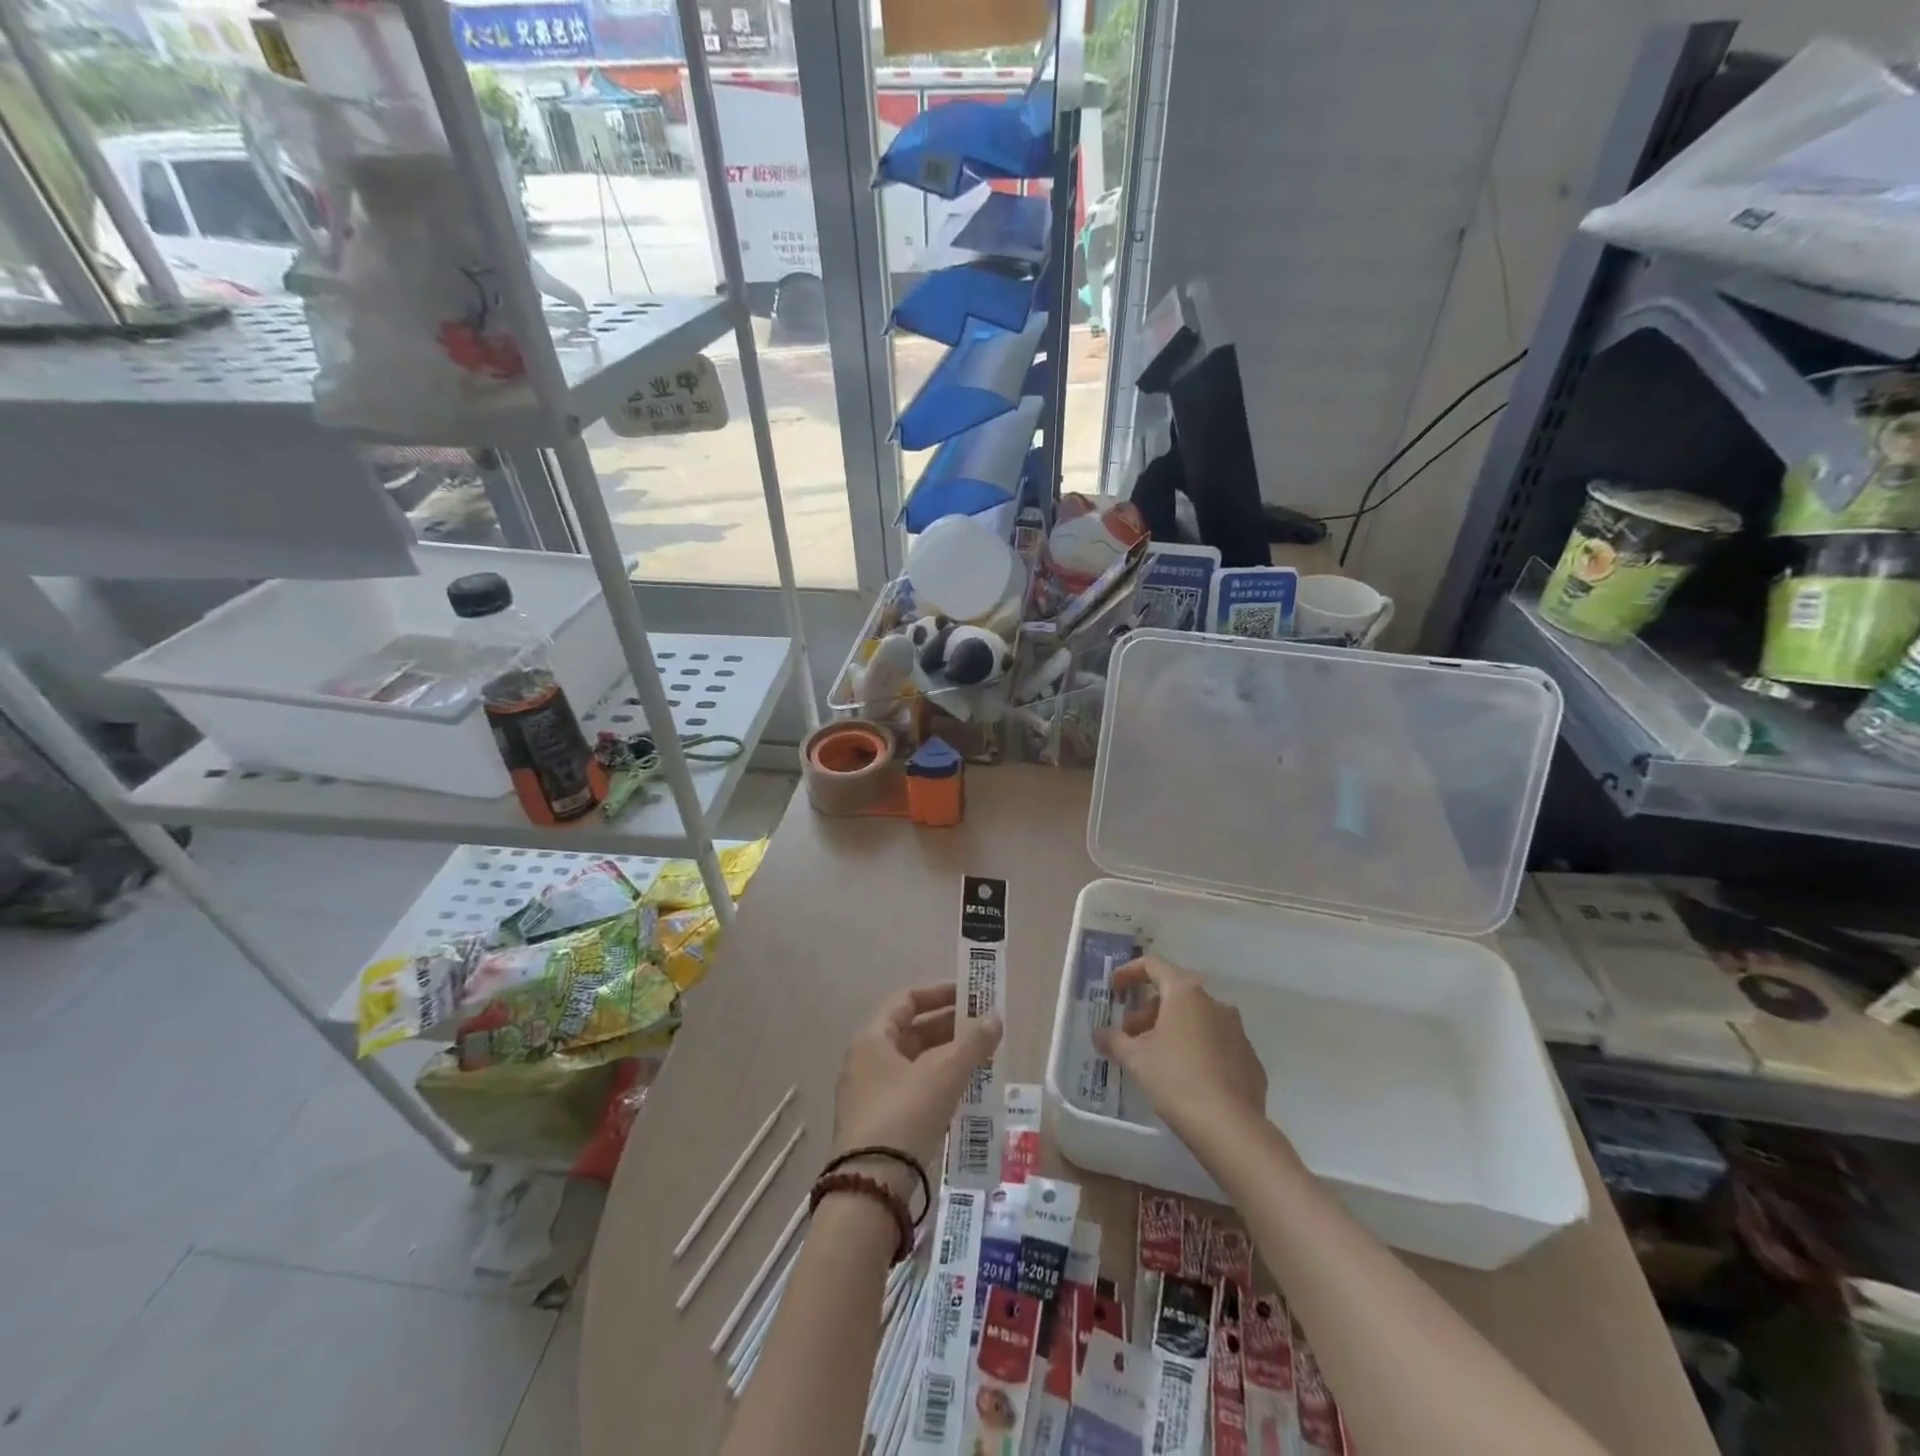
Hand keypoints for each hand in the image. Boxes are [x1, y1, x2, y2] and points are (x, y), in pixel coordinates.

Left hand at [832, 982, 1001, 1198]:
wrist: (870, 1188)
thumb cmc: (904, 1114)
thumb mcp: (944, 1074)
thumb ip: (972, 1043)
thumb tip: (995, 1018)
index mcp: (872, 1038)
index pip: (906, 999)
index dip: (939, 992)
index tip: (971, 995)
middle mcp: (866, 1060)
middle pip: (911, 1031)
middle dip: (949, 1028)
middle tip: (984, 1029)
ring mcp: (869, 1094)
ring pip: (914, 1063)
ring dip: (947, 1057)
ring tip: (982, 1059)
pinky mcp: (878, 1125)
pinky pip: (912, 1091)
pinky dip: (938, 1084)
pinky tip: (965, 1093)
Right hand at [1093, 954, 1268, 1137]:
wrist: (1230, 1127)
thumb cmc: (1175, 1079)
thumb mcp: (1135, 1058)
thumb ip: (1113, 1040)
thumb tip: (1099, 1033)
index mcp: (1185, 993)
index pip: (1153, 965)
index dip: (1129, 973)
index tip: (1115, 990)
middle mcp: (1214, 1002)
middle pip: (1174, 994)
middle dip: (1148, 1011)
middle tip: (1130, 1036)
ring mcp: (1236, 1030)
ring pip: (1196, 1019)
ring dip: (1172, 1030)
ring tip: (1155, 1058)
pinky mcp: (1249, 1058)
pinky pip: (1215, 1043)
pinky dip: (1196, 1049)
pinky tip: (1185, 1077)